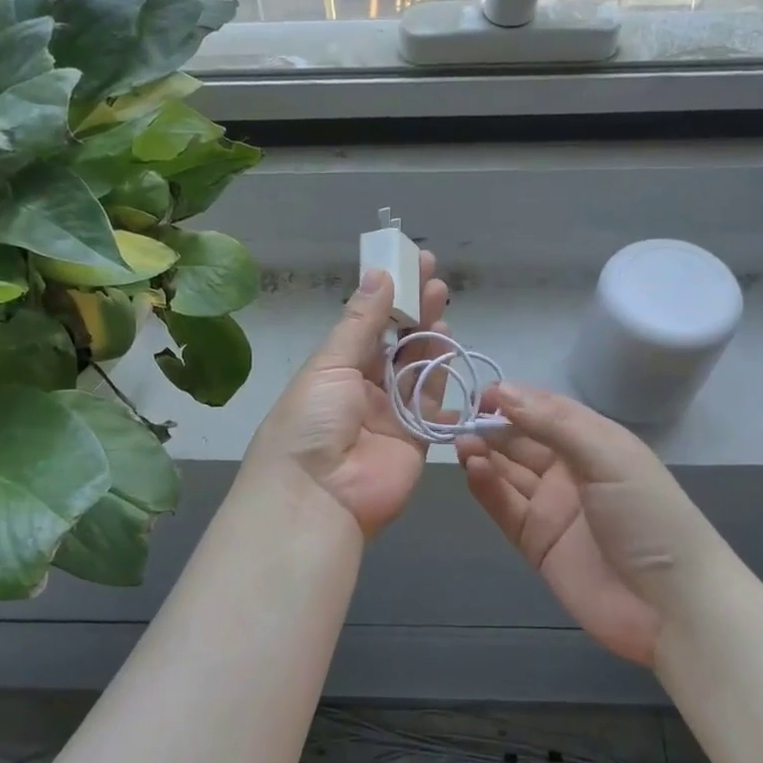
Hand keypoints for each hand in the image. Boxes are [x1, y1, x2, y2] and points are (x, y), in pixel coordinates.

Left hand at [245, 254, 449, 536]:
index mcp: (335, 369)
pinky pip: (435, 403)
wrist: (317, 497)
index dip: (388, 295)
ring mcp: (392, 414)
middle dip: (414, 310)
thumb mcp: (330, 365)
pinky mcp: (417, 438)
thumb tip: (379, 273)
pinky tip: (451, 348)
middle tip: (434, 278)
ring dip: (430, 337)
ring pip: (418, 368)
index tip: (408, 264)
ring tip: (441, 303)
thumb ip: (361, 321)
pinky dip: (445, 377)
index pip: (367, 325)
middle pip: (396, 343)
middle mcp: (364, 388)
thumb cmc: (311, 421)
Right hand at [456, 383, 720, 666]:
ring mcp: (552, 508)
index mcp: (595, 443)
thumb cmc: (648, 517)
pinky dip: (486, 488)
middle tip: (459, 421)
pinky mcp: (536, 543)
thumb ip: (553, 424)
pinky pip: (505, 508)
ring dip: (484, 455)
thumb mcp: (608, 457)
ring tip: (461, 444)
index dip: (514, 400)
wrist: (673, 608)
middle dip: (492, 428)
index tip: (480, 394)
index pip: (546, 410)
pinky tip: (472, 470)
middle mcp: (571, 471)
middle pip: (522, 441)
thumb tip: (503, 391)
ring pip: (508, 473)